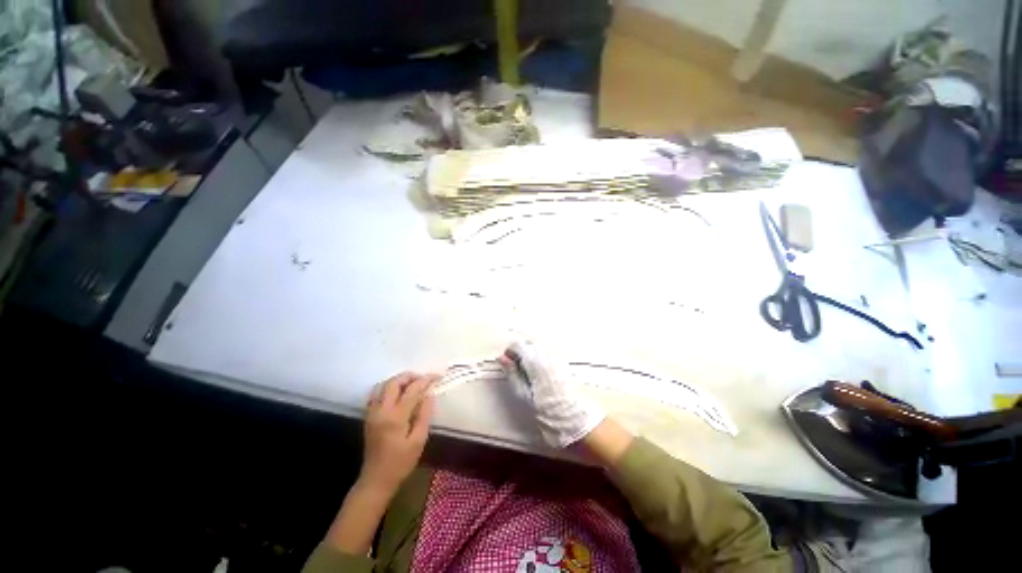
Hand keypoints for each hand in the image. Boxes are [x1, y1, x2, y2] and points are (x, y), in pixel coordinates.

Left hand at [359, 372, 436, 496]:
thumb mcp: (418, 441)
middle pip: (393, 382)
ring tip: (412, 384)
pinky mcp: (368, 416)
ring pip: (382, 385)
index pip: (412, 390)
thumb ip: (424, 415)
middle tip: (423, 379)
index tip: (437, 376)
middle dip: (409, 376)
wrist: (375, 480)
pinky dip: (388, 388)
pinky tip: (398, 394)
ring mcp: (372, 413)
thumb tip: (429, 395)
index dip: (425, 380)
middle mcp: (381, 410)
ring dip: (398, 380)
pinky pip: (376, 393)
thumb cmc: (400, 463)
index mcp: (395, 417)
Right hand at [502, 341, 605, 447]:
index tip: (505, 359)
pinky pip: (547, 351)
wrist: (570, 416)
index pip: (519, 345)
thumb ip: (511, 372)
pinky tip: (537, 369)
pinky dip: (539, 355)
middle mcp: (546, 355)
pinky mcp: (562, 361)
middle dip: (519, 350)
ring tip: (525, 367)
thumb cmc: (544, 408)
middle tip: (514, 364)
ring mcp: (556, 357)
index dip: (510, 350)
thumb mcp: (522, 392)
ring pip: (538, 346)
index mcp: (535, 361)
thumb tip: (501, 358)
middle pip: (529, 343)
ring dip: (529, 352)